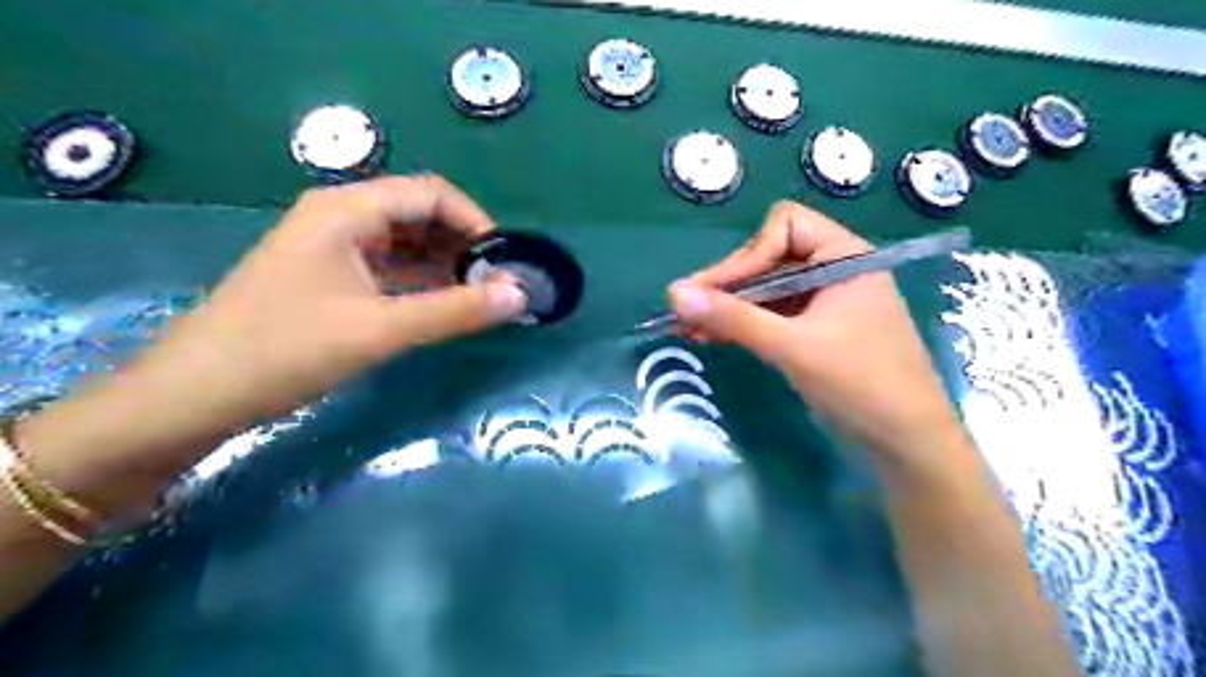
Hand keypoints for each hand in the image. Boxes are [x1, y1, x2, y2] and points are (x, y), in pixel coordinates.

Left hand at [20, 173, 524, 511]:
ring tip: (481, 298)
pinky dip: (422, 283)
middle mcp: (341, 218)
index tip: (506, 261)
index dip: (475, 221)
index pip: (430, 193)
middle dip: (463, 246)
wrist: (195, 395)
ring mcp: (333, 249)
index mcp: (346, 211)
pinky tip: (445, 307)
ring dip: (445, 266)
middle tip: (498, 284)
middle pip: (419, 215)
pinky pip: (390, 269)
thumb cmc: (286, 350)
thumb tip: (520, 296)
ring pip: (406, 244)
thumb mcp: (380, 330)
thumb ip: (455, 311)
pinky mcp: (330, 278)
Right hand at [669, 204, 967, 476]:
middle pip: (769, 257)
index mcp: (844, 256)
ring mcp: (825, 301)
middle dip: (728, 285)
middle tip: (686, 311)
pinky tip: (712, 337)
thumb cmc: (860, 384)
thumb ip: (733, 318)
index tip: (713, 292)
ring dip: (729, 307)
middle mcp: (834, 270)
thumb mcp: (792, 347)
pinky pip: (773, 314)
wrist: (906, 444)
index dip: (746, 255)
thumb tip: (673, 293)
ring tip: (689, 329)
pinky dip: (744, 324)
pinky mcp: (816, 329)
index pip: (783, 227)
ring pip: (766, 289)